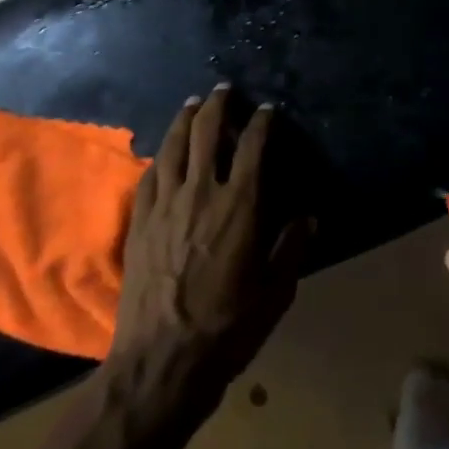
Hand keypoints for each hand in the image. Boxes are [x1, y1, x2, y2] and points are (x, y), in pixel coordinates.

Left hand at [105, 88, 312, 421]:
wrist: (162, 357)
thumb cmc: (228, 327)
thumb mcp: (276, 292)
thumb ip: (292, 248)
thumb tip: (309, 216)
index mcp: (239, 206)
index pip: (252, 148)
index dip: (261, 123)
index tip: (267, 110)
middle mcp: (200, 193)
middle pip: (206, 133)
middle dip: (217, 106)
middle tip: (225, 90)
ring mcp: (164, 204)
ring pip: (173, 146)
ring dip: (184, 119)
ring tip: (192, 104)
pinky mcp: (139, 221)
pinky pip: (149, 175)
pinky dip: (160, 155)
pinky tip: (163, 151)